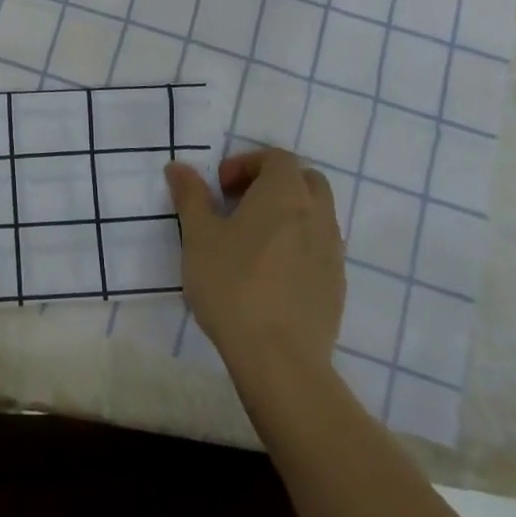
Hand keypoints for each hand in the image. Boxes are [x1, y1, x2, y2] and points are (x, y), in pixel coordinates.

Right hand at [165, 149, 344, 385]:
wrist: (280, 358)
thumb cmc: (233, 285)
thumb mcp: (199, 237)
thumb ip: (191, 196)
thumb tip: (179, 167)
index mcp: (285, 194)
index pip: (276, 157)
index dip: (246, 164)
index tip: (220, 188)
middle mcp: (317, 215)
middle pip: (305, 180)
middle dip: (273, 184)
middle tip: (239, 207)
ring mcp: (332, 251)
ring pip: (316, 215)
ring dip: (288, 215)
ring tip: (252, 242)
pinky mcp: (336, 285)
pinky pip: (320, 248)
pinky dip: (299, 245)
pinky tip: (271, 275)